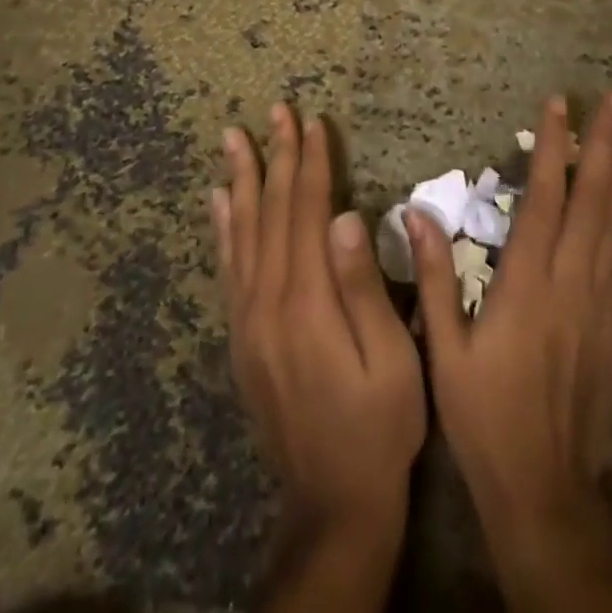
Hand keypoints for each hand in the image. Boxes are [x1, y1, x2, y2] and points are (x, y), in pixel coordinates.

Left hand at [213, 105, 425, 612]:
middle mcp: (268, 301)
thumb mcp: (391, 360)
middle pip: (272, 211)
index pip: (308, 212)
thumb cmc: (379, 426)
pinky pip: (227, 267)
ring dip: (242, 179)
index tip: (312, 121)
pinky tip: (220, 201)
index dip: (311, 163)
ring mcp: (247, 319)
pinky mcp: (241, 336)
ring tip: (234, 138)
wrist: (331, 503)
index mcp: (307, 301)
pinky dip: (223, 227)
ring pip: (242, 232)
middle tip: (275, 110)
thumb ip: (364, 287)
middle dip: (277, 156)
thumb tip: (347, 216)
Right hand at [409, 90, 611, 612]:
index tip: (559, 105)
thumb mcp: (443, 352)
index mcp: (526, 285)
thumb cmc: (484, 418)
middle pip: (592, 199)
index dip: (552, 148)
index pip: (544, 199)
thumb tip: (417, 213)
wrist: (544, 491)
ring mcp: (602, 304)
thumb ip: (435, 279)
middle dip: (604, 144)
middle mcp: (572, 284)